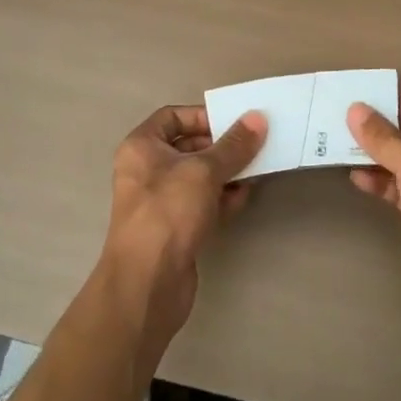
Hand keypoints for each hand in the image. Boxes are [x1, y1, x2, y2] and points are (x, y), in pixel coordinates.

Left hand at [99, 106, 265, 357]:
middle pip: (189, 147)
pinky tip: (244, 197)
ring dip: (226, 173)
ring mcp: (160, 202)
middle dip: (221, 147)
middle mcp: (146, 170)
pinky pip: (201, 203)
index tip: (233, 123)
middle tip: (254, 145)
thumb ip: (234, 145)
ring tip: (256, 169)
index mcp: (142, 147)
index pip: (173, 116)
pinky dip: (221, 198)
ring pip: (198, 177)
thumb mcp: (204, 171)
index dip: (203, 116)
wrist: (147, 284)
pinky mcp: (174, 229)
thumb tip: (258, 119)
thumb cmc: (168, 212)